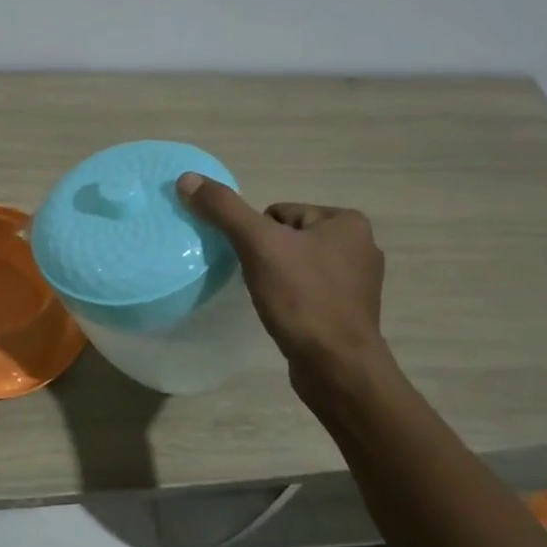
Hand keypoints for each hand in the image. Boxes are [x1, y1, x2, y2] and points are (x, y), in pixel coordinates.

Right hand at [176, 173, 388, 387]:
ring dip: (277, 278)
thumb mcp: (257, 245)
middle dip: (267, 257)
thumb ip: (223, 209)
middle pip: (286, 237)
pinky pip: (307, 291)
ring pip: (295, 265)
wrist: (336, 367)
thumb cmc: (302, 298)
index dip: (257, 236)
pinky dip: (291, 299)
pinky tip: (284, 315)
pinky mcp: (349, 312)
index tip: (257, 262)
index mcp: (347, 222)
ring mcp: (358, 282)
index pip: (278, 213)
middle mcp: (360, 246)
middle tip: (261, 282)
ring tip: (271, 300)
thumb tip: (186, 179)